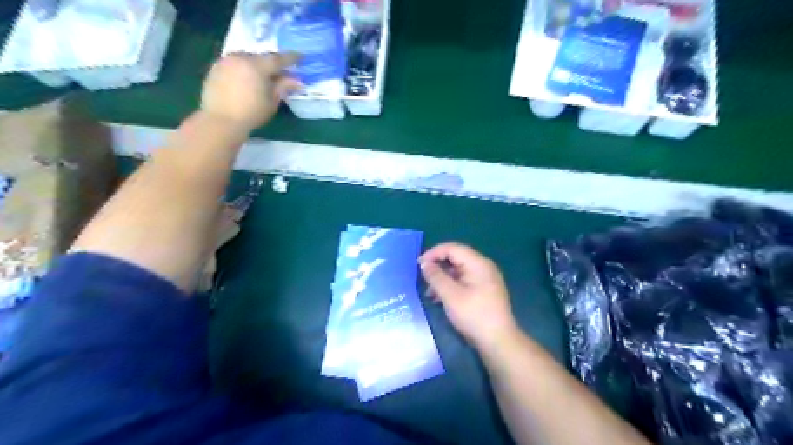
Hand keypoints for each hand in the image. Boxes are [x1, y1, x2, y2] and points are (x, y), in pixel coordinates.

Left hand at [202, 52, 304, 129]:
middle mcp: (240, 58)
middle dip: (272, 64)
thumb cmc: (252, 113)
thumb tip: (296, 80)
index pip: (278, 59)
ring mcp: (226, 61)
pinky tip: (247, 80)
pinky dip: (244, 69)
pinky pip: (235, 64)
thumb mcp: (272, 101)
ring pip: (246, 59)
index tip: (301, 57)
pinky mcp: (215, 68)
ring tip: (263, 76)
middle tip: (281, 72)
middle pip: (260, 57)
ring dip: (256, 66)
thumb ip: (283, 87)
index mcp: (256, 65)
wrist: (221, 120)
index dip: (291, 58)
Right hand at [421, 244, 521, 350]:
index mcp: (478, 263)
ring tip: (429, 294)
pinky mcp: (483, 291)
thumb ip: (436, 277)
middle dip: (437, 267)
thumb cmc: (474, 315)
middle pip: (455, 258)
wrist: (498, 341)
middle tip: (422, 279)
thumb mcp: (450, 295)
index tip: (418, 265)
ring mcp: (485, 279)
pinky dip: (450, 286)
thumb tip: (424, 263)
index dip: (433, 253)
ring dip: (442, 279)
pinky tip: (440, 299)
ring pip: (458, 271)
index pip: (452, 248)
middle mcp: (483, 267)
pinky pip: (463, 281)